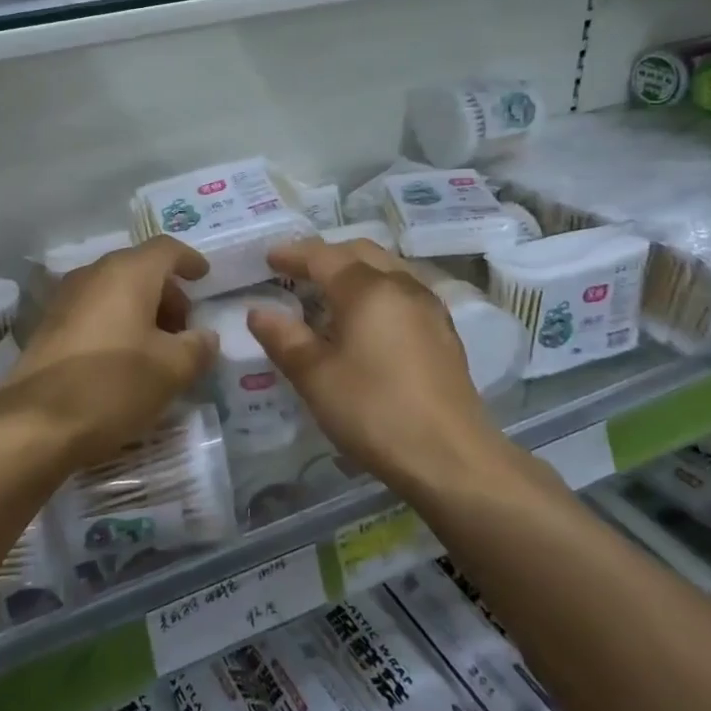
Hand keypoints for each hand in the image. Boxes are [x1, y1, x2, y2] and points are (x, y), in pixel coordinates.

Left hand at [4, 237, 217, 464]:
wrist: (34, 423)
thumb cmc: (113, 385)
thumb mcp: (171, 370)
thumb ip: (198, 347)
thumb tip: (204, 337)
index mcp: (127, 273)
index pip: (166, 249)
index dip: (190, 261)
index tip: (205, 278)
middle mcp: (93, 274)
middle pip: (139, 269)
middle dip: (167, 293)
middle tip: (185, 328)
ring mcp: (65, 298)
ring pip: (115, 291)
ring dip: (142, 311)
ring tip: (158, 349)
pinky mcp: (48, 326)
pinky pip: (94, 311)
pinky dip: (117, 324)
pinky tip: (124, 360)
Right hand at [248, 238, 536, 494]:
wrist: (452, 457)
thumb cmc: (375, 411)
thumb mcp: (315, 377)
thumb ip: (284, 338)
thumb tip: (258, 312)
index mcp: (368, 289)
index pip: (323, 256)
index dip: (292, 254)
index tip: (268, 259)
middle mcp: (403, 286)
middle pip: (360, 252)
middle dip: (326, 255)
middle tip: (296, 271)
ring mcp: (429, 307)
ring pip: (387, 269)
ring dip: (354, 270)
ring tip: (328, 293)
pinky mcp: (443, 332)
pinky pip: (403, 291)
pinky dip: (376, 290)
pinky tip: (366, 320)